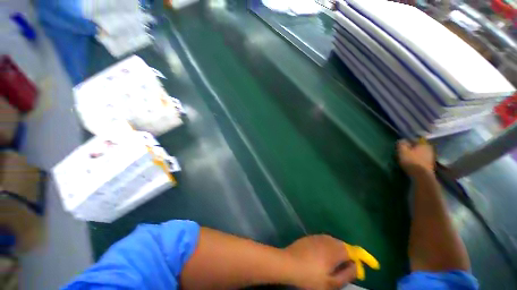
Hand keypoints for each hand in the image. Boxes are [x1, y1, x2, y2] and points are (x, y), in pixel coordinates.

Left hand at [284, 235, 356, 289]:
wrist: (288, 263)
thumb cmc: (310, 276)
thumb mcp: (330, 283)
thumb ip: (346, 274)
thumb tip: (356, 266)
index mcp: (334, 250)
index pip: (352, 250)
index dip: (358, 258)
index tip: (358, 268)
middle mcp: (327, 239)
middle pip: (342, 245)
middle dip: (347, 255)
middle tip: (344, 267)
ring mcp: (317, 236)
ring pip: (332, 241)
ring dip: (337, 250)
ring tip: (333, 263)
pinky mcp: (309, 237)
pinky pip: (323, 240)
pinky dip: (327, 247)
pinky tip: (321, 256)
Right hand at [397, 139, 434, 176]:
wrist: (421, 175)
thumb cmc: (411, 161)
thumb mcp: (402, 150)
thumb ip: (402, 144)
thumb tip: (402, 140)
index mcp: (423, 143)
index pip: (414, 139)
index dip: (406, 142)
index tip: (400, 146)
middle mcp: (429, 148)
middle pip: (417, 147)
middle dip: (411, 149)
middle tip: (403, 152)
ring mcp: (431, 157)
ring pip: (420, 153)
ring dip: (414, 155)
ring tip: (406, 158)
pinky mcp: (430, 165)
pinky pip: (421, 159)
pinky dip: (417, 160)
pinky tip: (412, 163)